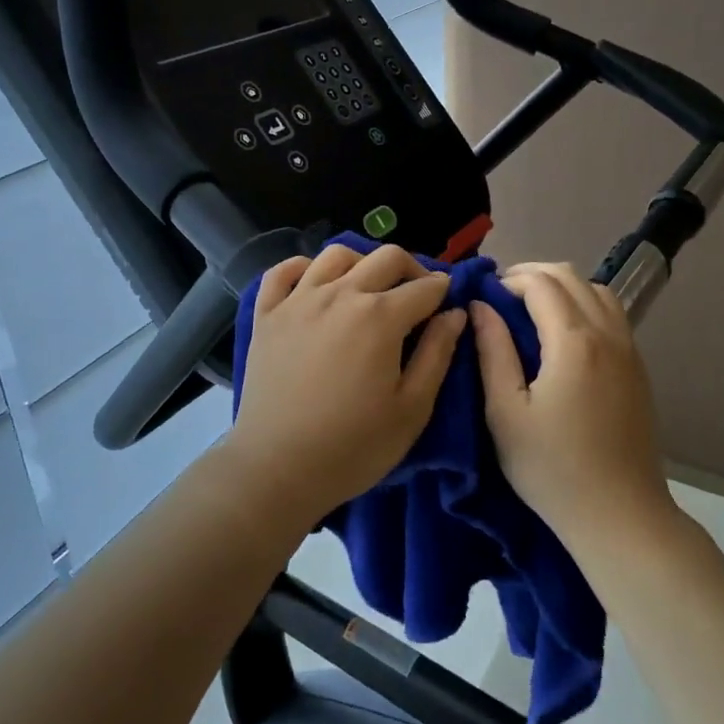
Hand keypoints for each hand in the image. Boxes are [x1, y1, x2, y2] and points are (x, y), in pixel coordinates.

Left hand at [227, 244, 466, 525]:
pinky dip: (303, 267)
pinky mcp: (267, 314)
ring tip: (368, 288)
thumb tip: (456, 313)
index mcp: (380, 316)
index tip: (448, 303)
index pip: (424, 287)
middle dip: (411, 269)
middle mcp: (340, 294)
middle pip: (385, 258)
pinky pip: (282, 271)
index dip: (443, 290)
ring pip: (336, 255)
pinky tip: (314, 282)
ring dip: (362, 263)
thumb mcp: (412, 408)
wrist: (277, 468)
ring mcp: (298, 300)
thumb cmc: (354, 446)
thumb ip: (438, 354)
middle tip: (417, 294)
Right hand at [471, 262, 677, 549]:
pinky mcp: (638, 369)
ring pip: (597, 291)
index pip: (540, 283)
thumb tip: (480, 306)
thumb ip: (492, 351)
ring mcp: (629, 350)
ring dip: (562, 287)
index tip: (483, 298)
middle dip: (532, 275)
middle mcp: (608, 334)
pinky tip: (563, 335)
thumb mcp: (506, 412)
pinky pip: (612, 315)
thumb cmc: (552, 468)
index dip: (507, 280)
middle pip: (570, 276)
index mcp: (573, 341)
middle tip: (501, 298)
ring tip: (531, 311)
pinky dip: (584, 305)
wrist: (621, 515)